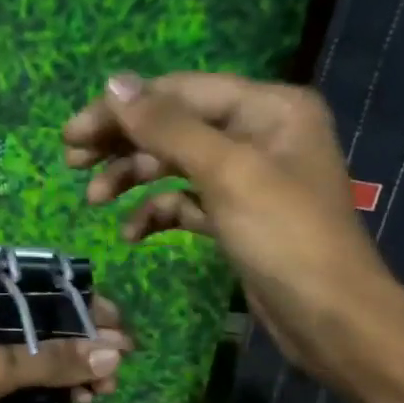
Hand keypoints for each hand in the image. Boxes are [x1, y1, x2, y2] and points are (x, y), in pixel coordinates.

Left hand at [0, 264, 130, 402]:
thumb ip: (51, 360)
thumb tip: (115, 354)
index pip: (25, 276)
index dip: (74, 296)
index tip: (112, 317)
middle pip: (29, 311)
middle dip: (75, 337)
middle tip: (117, 356)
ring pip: (23, 342)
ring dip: (64, 363)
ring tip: (106, 384)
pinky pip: (12, 367)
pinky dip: (43, 380)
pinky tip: (79, 396)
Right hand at [63, 72, 403, 402]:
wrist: (331, 319)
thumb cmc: (285, 238)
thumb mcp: (226, 173)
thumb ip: (168, 126)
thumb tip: (114, 83)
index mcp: (267, 108)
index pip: (179, 92)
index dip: (122, 109)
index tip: (72, 134)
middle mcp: (259, 133)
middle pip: (174, 124)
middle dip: (122, 142)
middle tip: (72, 160)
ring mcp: (248, 177)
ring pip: (175, 164)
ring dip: (132, 178)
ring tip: (93, 200)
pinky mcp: (237, 216)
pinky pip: (186, 202)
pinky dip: (157, 213)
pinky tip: (132, 233)